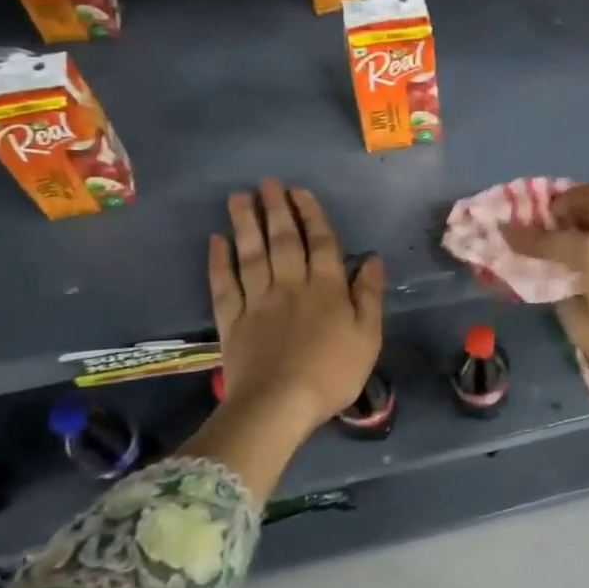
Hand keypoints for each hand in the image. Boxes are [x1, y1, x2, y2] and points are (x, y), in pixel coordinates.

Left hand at [209, 180, 384, 439]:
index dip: (312, 215)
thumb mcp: (368, 336)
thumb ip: (369, 296)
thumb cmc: (332, 373)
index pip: (321, 243)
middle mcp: (290, 285)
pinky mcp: (232, 321)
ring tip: (239, 197)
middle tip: (267, 182)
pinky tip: (216, 241)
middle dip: (276, 209)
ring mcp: (258, 301)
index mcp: (326, 288)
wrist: (279, 405)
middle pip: (283, 240)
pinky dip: (219, 262)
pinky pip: (224, 285)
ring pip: (251, 254)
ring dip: (245, 224)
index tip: (300, 192)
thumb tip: (372, 260)